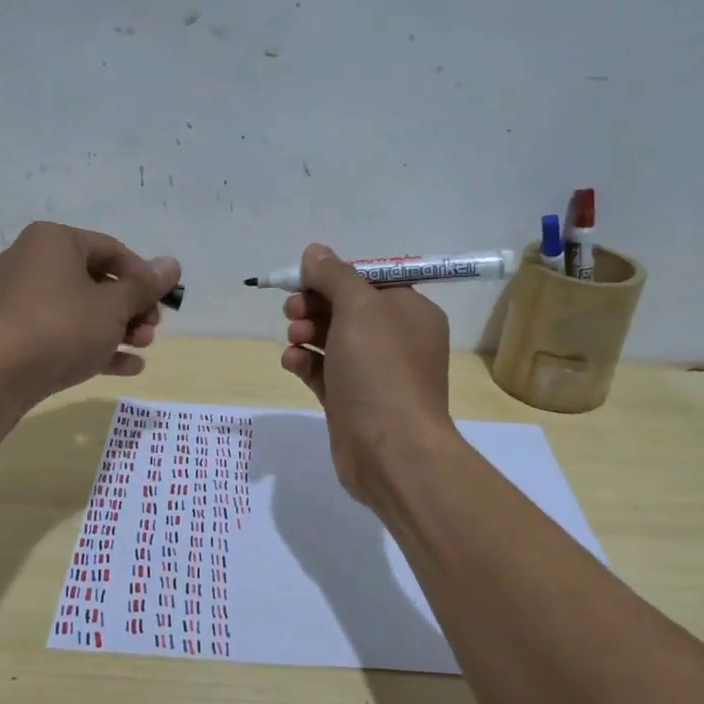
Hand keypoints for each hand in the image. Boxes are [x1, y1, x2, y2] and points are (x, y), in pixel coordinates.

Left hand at [0, 222, 180, 401]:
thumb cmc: (62, 326)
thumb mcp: (114, 306)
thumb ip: (145, 286)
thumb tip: (172, 264)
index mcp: (54, 241)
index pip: (112, 250)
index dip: (144, 276)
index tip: (163, 304)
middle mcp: (32, 262)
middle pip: (96, 280)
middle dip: (132, 308)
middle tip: (152, 332)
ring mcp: (19, 300)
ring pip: (80, 310)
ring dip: (117, 329)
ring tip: (142, 349)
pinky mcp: (14, 335)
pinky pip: (62, 333)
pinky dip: (92, 346)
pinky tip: (126, 367)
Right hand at [279, 244, 454, 504]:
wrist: (390, 450)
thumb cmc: (381, 370)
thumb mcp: (359, 309)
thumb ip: (334, 276)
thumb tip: (315, 252)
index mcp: (410, 312)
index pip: (369, 281)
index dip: (334, 276)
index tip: (303, 278)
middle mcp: (395, 340)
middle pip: (346, 309)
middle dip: (315, 305)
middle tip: (293, 309)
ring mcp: (373, 374)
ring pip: (331, 340)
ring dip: (306, 333)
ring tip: (294, 338)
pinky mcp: (351, 402)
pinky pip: (324, 372)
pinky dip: (306, 363)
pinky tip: (292, 363)